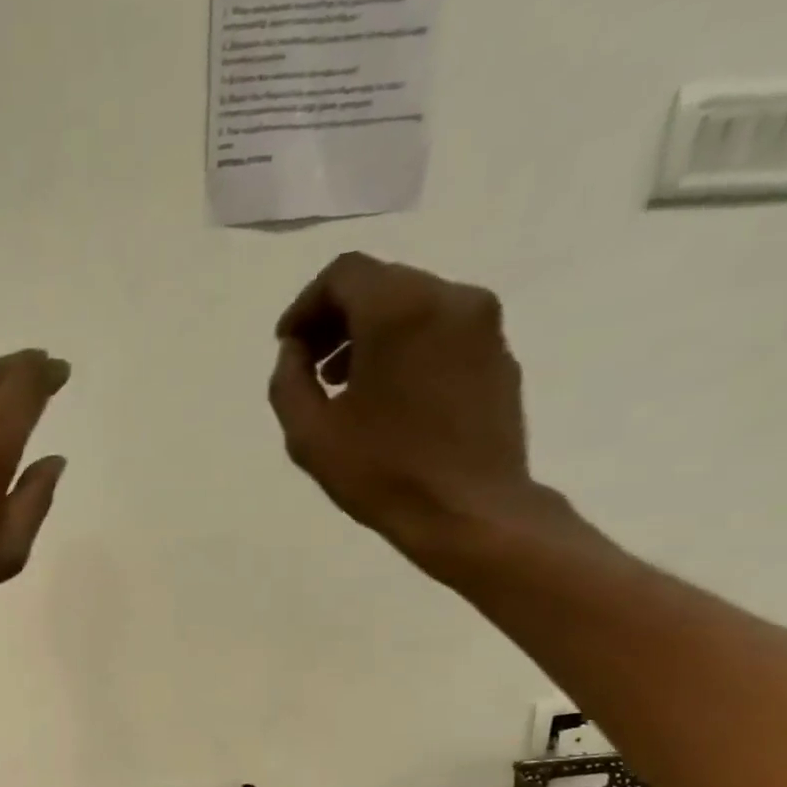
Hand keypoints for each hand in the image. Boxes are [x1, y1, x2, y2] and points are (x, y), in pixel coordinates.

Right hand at [268, 253, 542, 571]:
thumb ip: (289, 381)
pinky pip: (440, 330)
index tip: (288, 346)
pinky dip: (405, 347)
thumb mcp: (308, 434)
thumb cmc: (382, 473)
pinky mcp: (498, 353)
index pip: (344, 274)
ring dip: (370, 333)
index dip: (305, 306)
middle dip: (337, 319)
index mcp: (399, 311)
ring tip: (344, 385)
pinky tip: (387, 396)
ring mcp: (482, 324)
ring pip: (412, 305)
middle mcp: (449, 299)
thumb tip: (294, 351)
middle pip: (380, 284)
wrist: (469, 511)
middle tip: (311, 367)